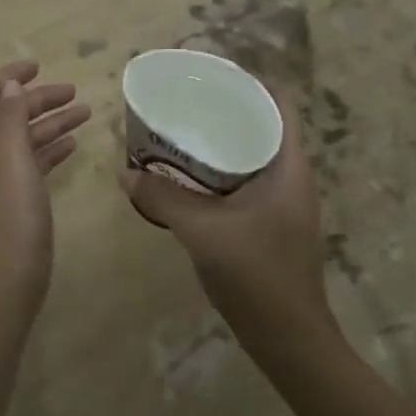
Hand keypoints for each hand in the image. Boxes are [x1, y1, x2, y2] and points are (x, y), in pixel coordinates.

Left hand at [0, 60, 88, 303]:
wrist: (10, 276)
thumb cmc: (10, 213)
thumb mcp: (12, 158)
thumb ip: (11, 117)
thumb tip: (11, 84)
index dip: (8, 75)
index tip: (39, 65)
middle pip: (5, 113)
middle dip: (37, 99)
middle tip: (74, 92)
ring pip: (21, 136)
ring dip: (50, 122)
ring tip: (85, 112)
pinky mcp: (10, 195)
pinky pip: (29, 160)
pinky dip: (49, 148)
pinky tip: (73, 143)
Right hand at [117, 88, 333, 343]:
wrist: (289, 340)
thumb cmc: (257, 276)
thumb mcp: (203, 231)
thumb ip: (163, 197)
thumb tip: (125, 171)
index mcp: (288, 167)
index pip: (279, 104)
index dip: (249, 82)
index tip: (209, 75)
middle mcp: (290, 177)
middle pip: (261, 125)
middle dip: (225, 109)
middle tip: (184, 101)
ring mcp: (281, 203)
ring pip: (250, 155)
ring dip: (219, 141)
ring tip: (180, 131)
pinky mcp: (268, 223)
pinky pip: (242, 181)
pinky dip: (216, 171)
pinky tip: (186, 178)